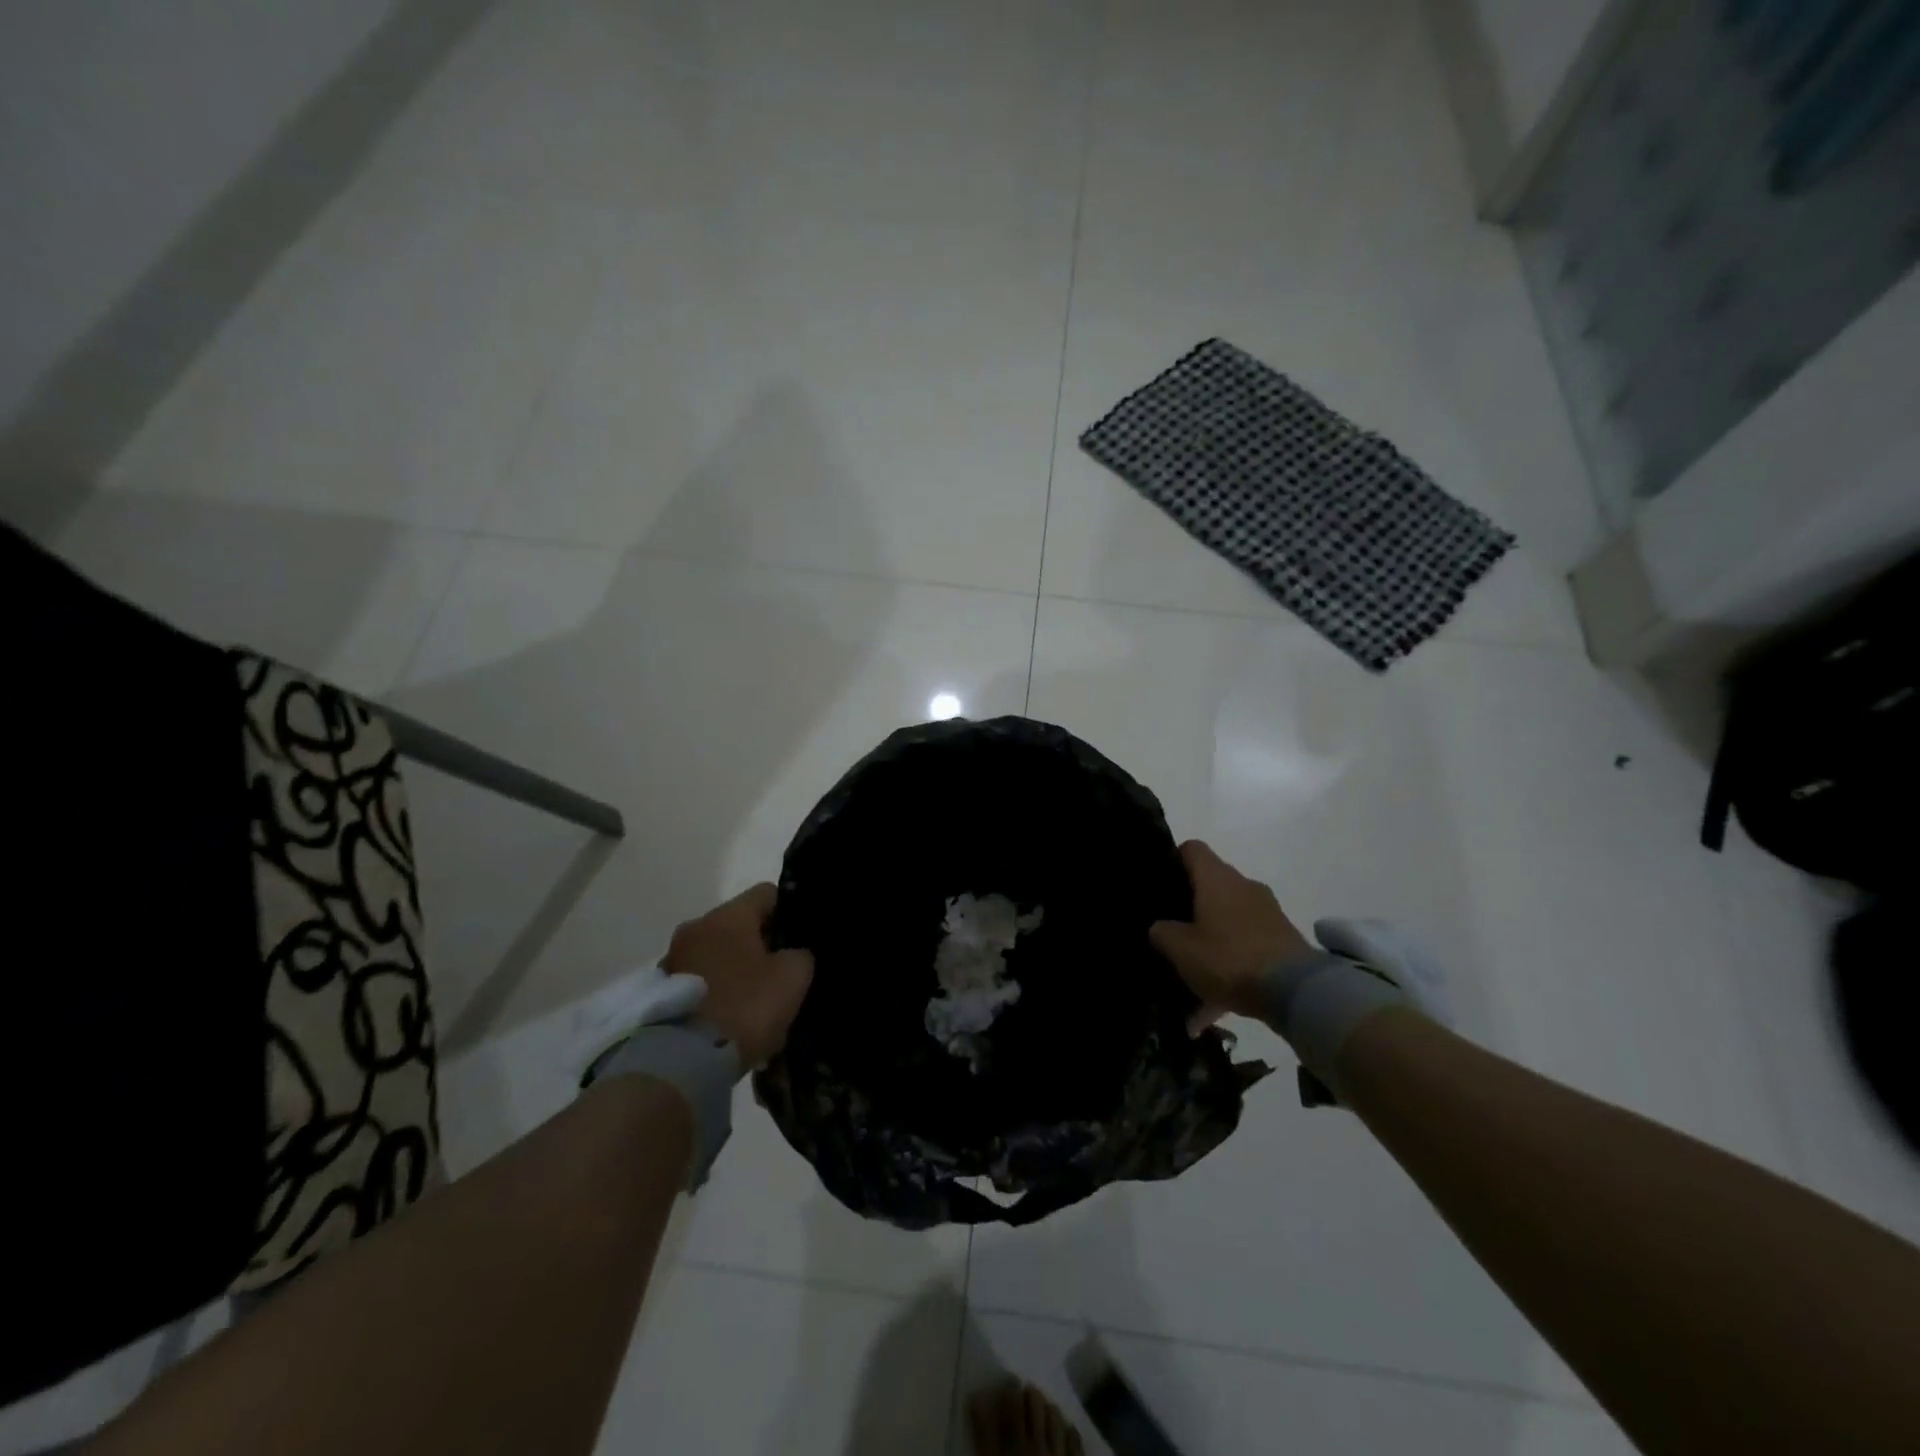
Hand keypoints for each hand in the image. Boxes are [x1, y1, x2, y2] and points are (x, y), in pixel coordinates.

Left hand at [662, 884, 812, 1067]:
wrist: (684, 1061)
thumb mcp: (793, 976)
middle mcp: (696, 928)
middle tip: (785, 973)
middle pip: (740, 926)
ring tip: (759, 1004)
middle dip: (763, 946)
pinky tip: (735, 1020)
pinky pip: (702, 983)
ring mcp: (674, 960)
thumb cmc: (746, 1006)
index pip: (767, 893)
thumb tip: (792, 954)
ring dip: (739, 972)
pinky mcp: (662, 993)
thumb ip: (800, 954)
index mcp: (728, 915)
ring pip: (720, 955)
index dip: (789, 911)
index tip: (802, 938)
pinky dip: (719, 994)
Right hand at [1149, 840, 1312, 1026]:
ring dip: (1211, 940)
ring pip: (1228, 918)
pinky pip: (1246, 945)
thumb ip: (1162, 932)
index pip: (1191, 849)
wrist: (1296, 992)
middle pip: (1210, 885)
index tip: (1160, 884)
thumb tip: (1160, 927)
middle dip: (1191, 907)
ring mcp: (1267, 912)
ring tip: (1192, 974)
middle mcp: (1244, 885)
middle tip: (1171, 931)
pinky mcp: (1283, 939)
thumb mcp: (1180, 948)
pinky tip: (1215, 1002)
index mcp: (1217, 878)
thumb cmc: (1228, 958)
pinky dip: (1230, 964)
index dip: (1173, 860)